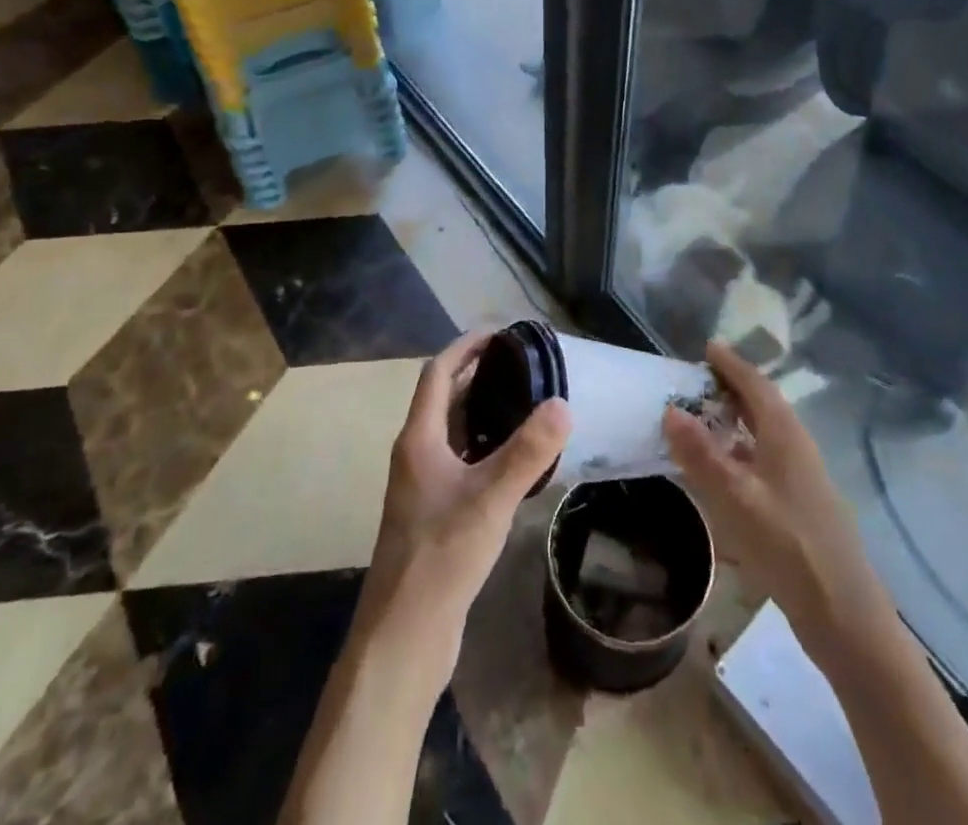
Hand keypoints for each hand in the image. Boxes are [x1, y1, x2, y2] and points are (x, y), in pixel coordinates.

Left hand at [358, 330, 571, 680]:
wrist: (404, 635)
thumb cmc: (441, 556)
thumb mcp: (490, 499)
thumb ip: (528, 451)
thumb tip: (563, 404)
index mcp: (419, 438)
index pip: (438, 373)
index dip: (466, 347)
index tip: (500, 333)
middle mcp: (416, 454)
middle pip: (445, 399)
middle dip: (479, 375)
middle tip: (523, 364)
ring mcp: (423, 485)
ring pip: (453, 432)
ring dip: (482, 410)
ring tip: (525, 401)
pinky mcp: (435, 512)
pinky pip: (461, 461)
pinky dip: (485, 445)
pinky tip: (515, 459)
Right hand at [663, 341, 892, 656]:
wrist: (844, 615)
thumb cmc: (789, 546)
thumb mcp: (737, 498)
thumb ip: (702, 454)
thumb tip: (670, 410)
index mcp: (785, 434)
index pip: (756, 384)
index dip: (731, 364)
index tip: (707, 347)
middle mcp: (796, 447)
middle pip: (762, 405)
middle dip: (731, 388)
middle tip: (696, 380)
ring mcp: (801, 477)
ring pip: (763, 434)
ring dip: (734, 421)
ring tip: (701, 419)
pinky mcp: (798, 504)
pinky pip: (763, 460)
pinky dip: (739, 452)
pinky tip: (721, 471)